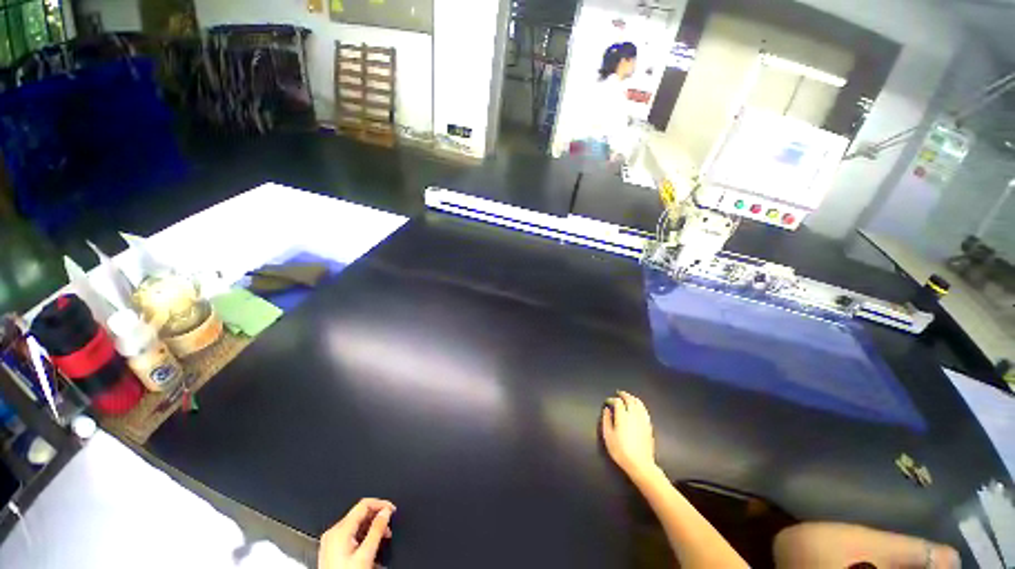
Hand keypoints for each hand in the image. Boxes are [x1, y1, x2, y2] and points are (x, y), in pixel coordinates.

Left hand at [319, 498, 395, 568]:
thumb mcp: (366, 554)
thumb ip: (376, 532)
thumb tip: (384, 514)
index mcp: (340, 530)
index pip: (361, 506)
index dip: (379, 504)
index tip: (392, 508)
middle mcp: (332, 531)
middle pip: (357, 515)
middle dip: (376, 517)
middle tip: (390, 527)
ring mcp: (330, 539)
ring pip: (353, 525)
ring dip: (370, 527)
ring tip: (383, 537)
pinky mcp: (331, 547)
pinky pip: (347, 534)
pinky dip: (361, 535)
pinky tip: (369, 545)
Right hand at [601, 391, 656, 476]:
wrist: (639, 461)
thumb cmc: (620, 451)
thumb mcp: (608, 437)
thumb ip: (606, 421)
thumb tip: (607, 410)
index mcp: (623, 416)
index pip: (618, 402)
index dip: (612, 399)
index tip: (607, 401)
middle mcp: (634, 414)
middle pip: (630, 399)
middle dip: (624, 395)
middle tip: (619, 393)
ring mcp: (643, 418)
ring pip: (639, 403)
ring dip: (633, 398)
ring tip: (628, 397)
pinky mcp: (649, 424)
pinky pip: (644, 409)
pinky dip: (640, 404)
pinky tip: (638, 407)